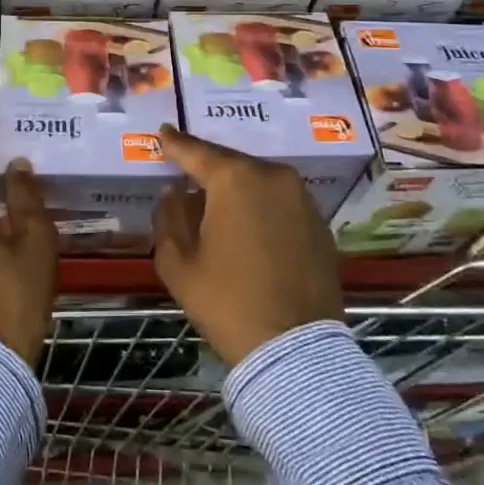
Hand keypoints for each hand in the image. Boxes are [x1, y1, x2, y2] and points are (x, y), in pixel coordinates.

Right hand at [152, 125, 343, 368]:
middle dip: (207, 170)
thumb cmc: (227, 303)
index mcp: (235, 179)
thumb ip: (169, 219)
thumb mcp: (178, 264)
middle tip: (187, 176)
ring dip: (236, 190)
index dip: (175, 144)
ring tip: (216, 206)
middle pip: (230, 164)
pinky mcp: (319, 223)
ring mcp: (302, 198)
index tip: (163, 134)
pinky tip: (248, 228)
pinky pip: (280, 202)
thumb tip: (173, 194)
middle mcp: (272, 176)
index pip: (196, 152)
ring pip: (258, 182)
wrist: (295, 350)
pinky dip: (260, 207)